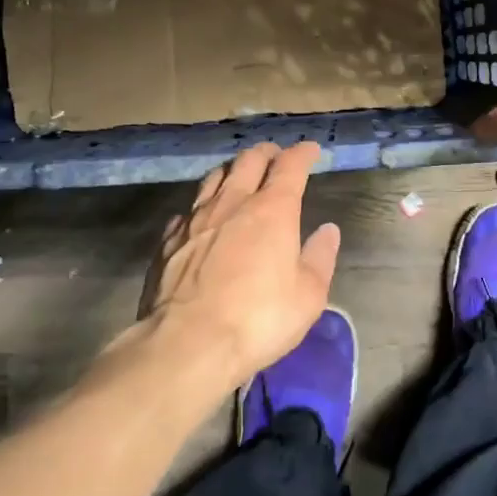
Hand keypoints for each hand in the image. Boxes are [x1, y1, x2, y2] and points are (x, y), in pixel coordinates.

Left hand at [140, 142, 338, 390]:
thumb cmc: (258, 320)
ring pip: (215, 177)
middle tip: (275, 157)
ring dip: (232, 171)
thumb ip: (320, 258)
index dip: (302, 153)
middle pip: (249, 160)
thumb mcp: (307, 297)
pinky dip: (202, 205)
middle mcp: (233, 202)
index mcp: (273, 209)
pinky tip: (202, 217)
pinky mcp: (168, 239)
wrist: (186, 344)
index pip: (290, 165)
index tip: (310, 150)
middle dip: (266, 153)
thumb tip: (328, 230)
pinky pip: (188, 209)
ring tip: (239, 176)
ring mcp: (196, 218)